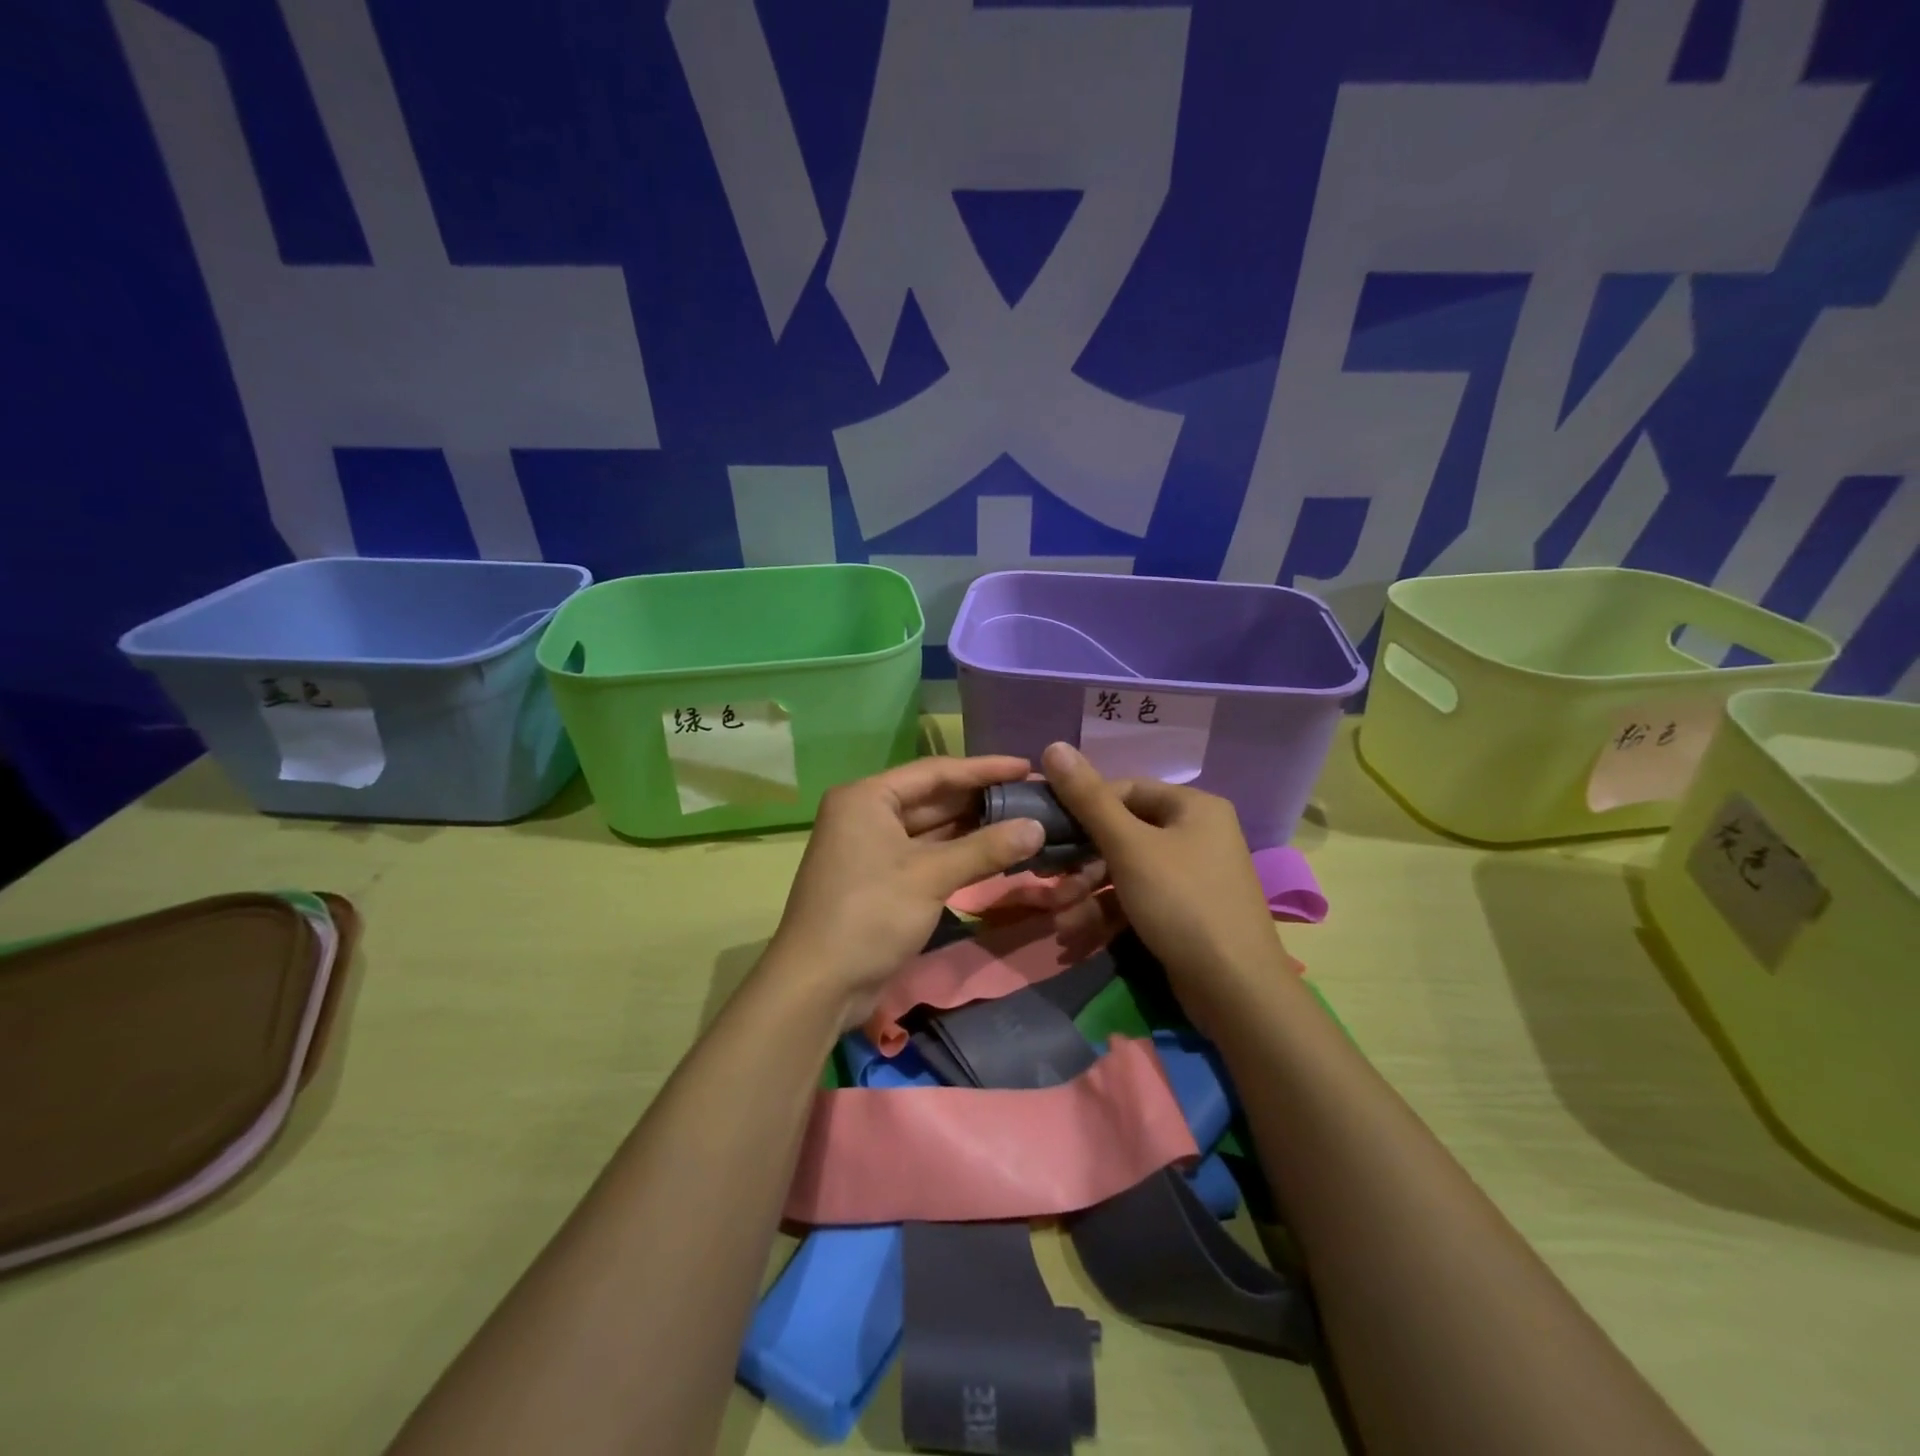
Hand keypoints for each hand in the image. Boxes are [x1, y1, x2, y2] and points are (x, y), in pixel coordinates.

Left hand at [765, 755, 1105, 1024]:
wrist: (818, 985)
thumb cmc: (870, 915)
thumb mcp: (930, 876)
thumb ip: (986, 848)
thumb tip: (1038, 827)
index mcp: (867, 797)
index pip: (935, 772)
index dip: (984, 768)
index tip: (1027, 767)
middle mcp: (866, 814)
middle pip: (933, 798)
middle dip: (981, 799)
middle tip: (1032, 796)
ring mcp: (872, 848)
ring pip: (932, 829)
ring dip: (974, 828)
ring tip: (1023, 820)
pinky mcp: (881, 879)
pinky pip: (926, 855)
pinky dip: (958, 854)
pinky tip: (995, 852)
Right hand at [1041, 741, 1289, 1033]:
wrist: (1235, 990)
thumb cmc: (1181, 902)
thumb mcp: (1128, 847)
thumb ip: (1088, 799)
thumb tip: (1053, 746)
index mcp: (1193, 807)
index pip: (1125, 790)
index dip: (1084, 808)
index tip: (1050, 831)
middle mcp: (1197, 833)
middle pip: (1124, 833)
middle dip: (1082, 862)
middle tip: (1050, 881)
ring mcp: (1193, 875)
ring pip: (1127, 871)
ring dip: (1088, 893)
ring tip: (1060, 919)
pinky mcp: (1186, 912)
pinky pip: (1139, 899)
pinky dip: (1109, 912)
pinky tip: (1077, 934)